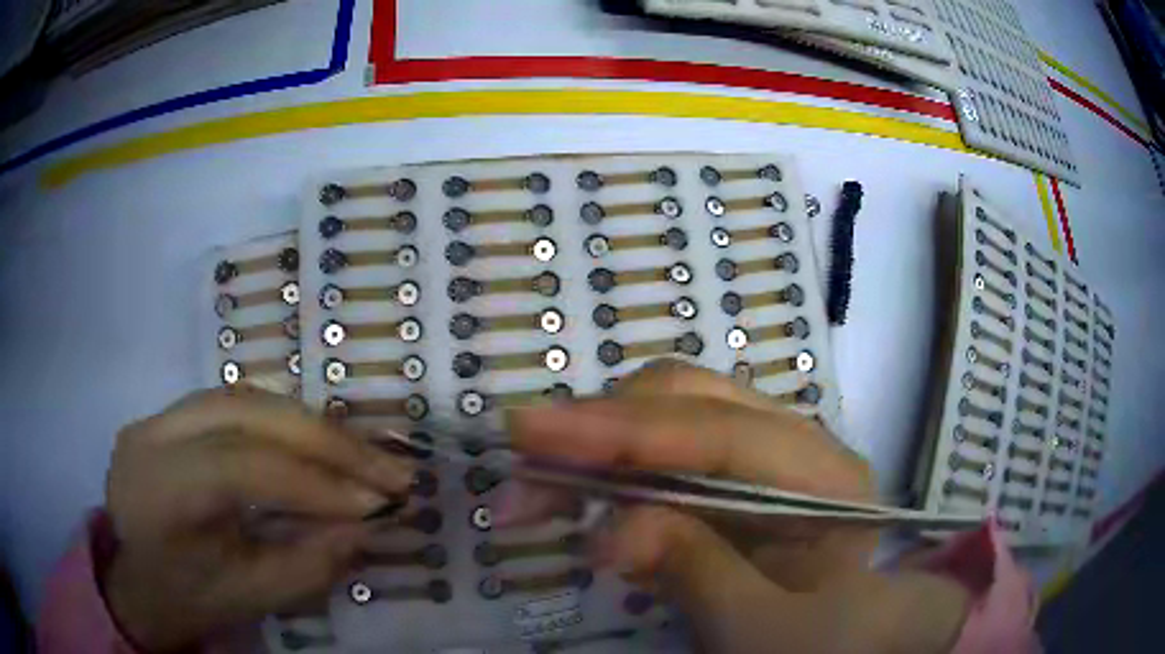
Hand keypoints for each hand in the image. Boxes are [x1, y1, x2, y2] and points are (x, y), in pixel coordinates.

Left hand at [103, 388, 414, 651]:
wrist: (136, 580)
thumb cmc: (189, 598)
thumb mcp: (252, 597)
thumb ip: (310, 564)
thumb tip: (370, 524)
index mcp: (159, 492)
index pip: (241, 467)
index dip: (314, 483)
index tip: (379, 502)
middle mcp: (151, 436)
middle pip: (245, 412)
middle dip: (324, 439)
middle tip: (387, 467)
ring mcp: (156, 417)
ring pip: (244, 396)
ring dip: (309, 424)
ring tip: (361, 454)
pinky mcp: (168, 414)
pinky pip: (234, 403)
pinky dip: (282, 421)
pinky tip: (315, 442)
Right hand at [509, 361, 970, 653]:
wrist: (845, 634)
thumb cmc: (821, 636)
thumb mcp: (761, 624)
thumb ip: (696, 570)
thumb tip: (610, 530)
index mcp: (824, 474)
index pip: (719, 434)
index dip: (623, 431)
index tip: (532, 434)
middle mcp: (794, 439)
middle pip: (686, 399)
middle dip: (596, 430)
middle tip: (519, 470)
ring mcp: (759, 447)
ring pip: (665, 412)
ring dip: (593, 446)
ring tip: (535, 490)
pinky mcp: (727, 467)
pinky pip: (661, 447)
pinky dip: (610, 467)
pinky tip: (580, 494)